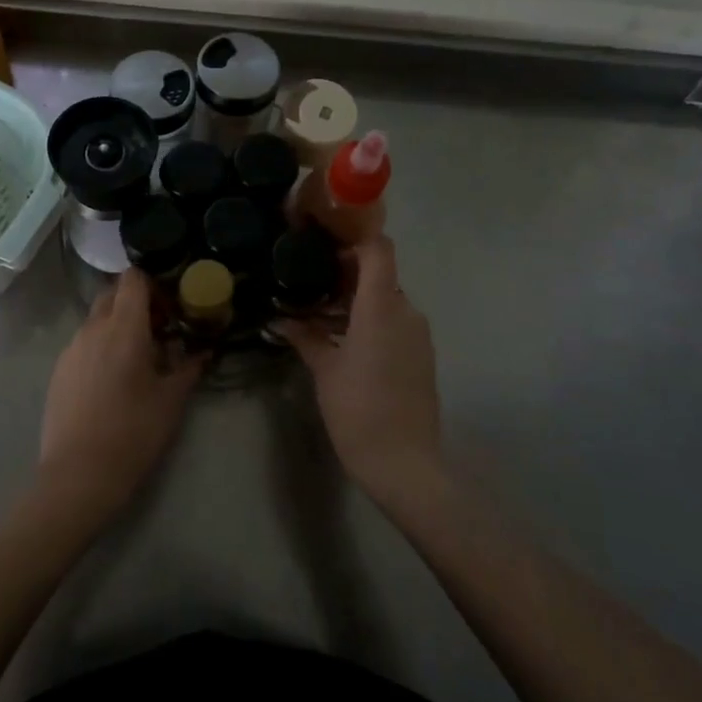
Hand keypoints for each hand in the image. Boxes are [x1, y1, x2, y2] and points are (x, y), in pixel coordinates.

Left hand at [37, 268, 205, 524]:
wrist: (78, 475)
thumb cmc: (134, 432)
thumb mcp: (172, 400)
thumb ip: (189, 367)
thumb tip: (204, 351)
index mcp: (123, 327)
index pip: (133, 278)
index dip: (153, 284)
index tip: (170, 307)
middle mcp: (93, 328)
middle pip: (113, 294)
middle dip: (136, 303)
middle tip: (159, 331)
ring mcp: (71, 348)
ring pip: (96, 319)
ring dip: (117, 326)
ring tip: (137, 359)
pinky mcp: (59, 370)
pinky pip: (84, 343)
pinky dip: (101, 347)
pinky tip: (112, 381)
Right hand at [275, 237, 442, 500]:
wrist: (404, 463)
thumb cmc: (358, 409)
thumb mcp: (324, 370)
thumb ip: (304, 337)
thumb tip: (279, 319)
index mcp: (382, 306)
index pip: (379, 250)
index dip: (355, 239)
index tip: (325, 244)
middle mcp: (406, 311)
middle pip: (380, 275)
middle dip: (347, 275)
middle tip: (310, 283)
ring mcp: (418, 334)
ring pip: (387, 301)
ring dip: (357, 302)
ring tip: (321, 315)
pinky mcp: (422, 355)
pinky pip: (396, 323)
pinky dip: (372, 321)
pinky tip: (344, 341)